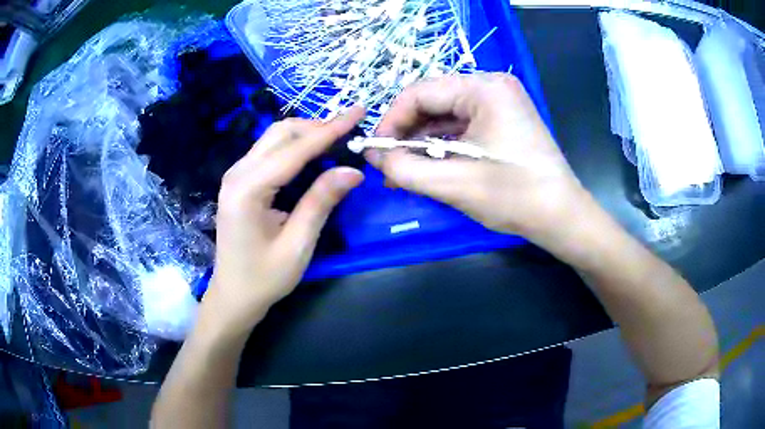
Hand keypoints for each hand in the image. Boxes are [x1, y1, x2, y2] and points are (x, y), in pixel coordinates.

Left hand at [205, 108, 365, 334]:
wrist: (233, 294)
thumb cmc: (264, 278)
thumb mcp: (298, 245)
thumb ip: (321, 203)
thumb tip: (353, 170)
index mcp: (248, 190)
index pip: (295, 150)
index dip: (330, 130)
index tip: (358, 112)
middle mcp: (237, 173)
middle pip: (281, 133)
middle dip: (318, 127)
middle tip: (350, 132)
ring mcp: (235, 175)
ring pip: (274, 138)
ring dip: (307, 134)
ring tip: (338, 140)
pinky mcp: (240, 180)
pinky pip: (270, 151)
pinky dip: (294, 146)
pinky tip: (313, 154)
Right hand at [369, 74, 587, 244]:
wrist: (562, 216)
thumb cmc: (515, 197)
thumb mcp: (453, 184)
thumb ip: (404, 168)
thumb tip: (373, 156)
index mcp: (484, 88)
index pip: (419, 93)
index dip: (391, 121)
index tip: (376, 151)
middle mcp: (492, 85)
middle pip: (432, 101)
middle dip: (406, 134)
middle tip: (388, 165)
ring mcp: (500, 101)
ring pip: (445, 115)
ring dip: (422, 142)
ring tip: (403, 170)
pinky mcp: (503, 118)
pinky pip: (462, 125)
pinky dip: (442, 145)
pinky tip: (428, 166)